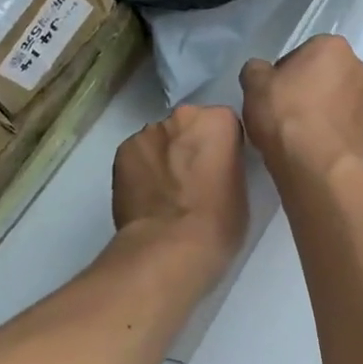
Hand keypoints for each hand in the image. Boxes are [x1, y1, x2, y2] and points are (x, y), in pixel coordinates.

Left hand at [112, 104, 248, 280]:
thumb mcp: (241, 187)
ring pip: (160, 140)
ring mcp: (147, 133)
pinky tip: (146, 197)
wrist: (171, 246)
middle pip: (189, 126)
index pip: (224, 124)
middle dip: (190, 146)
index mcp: (218, 120)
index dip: (222, 147)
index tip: (221, 169)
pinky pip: (137, 156)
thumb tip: (212, 167)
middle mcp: (182, 116)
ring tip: (166, 193)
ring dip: (164, 157)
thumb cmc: (220, 221)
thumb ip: (227, 164)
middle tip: (194, 180)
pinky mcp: (121, 152)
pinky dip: (141, 170)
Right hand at [240, 35, 362, 181]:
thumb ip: (256, 70)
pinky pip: (346, 126)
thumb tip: (262, 73)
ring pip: (338, 101)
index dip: (284, 74)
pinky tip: (315, 146)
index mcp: (333, 47)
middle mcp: (358, 68)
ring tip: (300, 133)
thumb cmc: (284, 114)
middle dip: (308, 89)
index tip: (273, 93)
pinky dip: (333, 132)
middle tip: (285, 112)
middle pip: (325, 75)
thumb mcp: (254, 84)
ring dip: (323, 110)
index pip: (303, 54)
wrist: (315, 163)